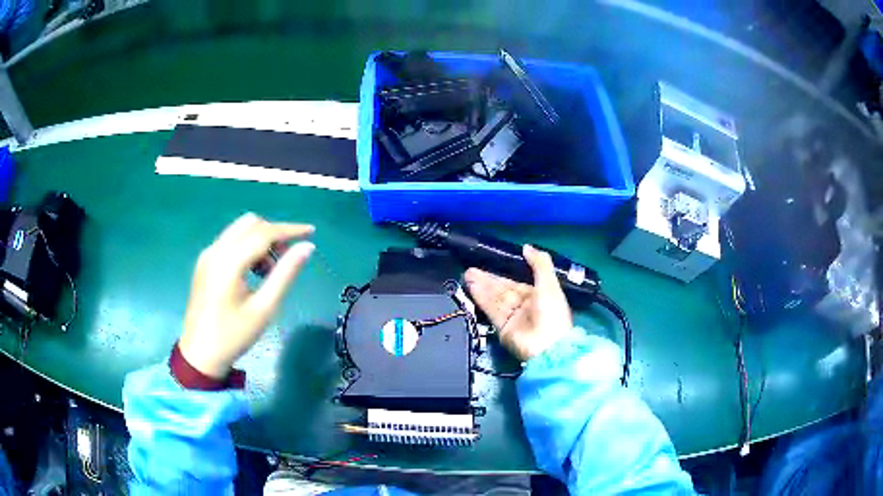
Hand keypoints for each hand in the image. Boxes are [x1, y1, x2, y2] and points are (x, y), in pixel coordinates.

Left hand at [179, 213, 314, 378]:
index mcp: (229, 261)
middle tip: (288, 258)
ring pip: (239, 230)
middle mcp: (216, 250)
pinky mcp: (204, 263)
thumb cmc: (234, 335)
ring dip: (260, 240)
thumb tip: (307, 248)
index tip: (311, 232)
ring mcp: (207, 255)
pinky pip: (230, 242)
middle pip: (250, 224)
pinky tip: (253, 272)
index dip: (289, 230)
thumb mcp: (264, 307)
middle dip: (273, 234)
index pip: (264, 232)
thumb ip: (285, 273)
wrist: (200, 354)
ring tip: (270, 272)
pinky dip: (247, 247)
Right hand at [465, 245, 572, 361]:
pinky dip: (482, 299)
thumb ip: (539, 263)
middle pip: (504, 290)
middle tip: (471, 270)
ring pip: (495, 299)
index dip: (504, 273)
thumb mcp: (549, 283)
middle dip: (488, 279)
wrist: (547, 346)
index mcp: (540, 295)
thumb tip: (526, 247)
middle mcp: (526, 305)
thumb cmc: (552, 312)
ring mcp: (514, 317)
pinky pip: (491, 310)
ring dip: (482, 287)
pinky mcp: (503, 328)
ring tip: (468, 275)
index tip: (490, 263)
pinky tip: (473, 288)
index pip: (518, 282)